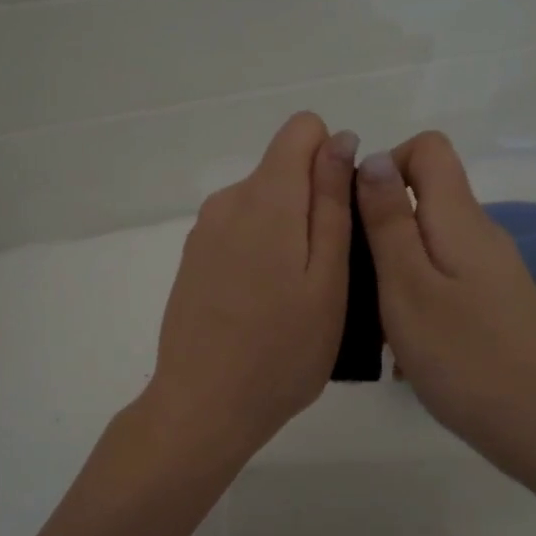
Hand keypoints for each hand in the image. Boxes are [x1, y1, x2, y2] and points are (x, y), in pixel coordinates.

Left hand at [142, 113, 357, 471]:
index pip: (302, 129)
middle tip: (328, 274)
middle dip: (314, 202)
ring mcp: (205, 230)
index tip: (341, 215)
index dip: (332, 160)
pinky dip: (262, 252)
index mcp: (267, 197)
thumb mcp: (328, 278)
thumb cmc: (283, 351)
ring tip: (298, 297)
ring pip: (263, 203)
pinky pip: (240, 231)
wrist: (204, 406)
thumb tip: (340, 140)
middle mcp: (229, 200)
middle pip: (283, 169)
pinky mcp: (194, 258)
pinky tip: (264, 305)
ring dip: (289, 232)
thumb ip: (333, 202)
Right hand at [356, 132, 535, 484]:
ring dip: (395, 269)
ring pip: (431, 244)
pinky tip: (406, 346)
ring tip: (375, 320)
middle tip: (356, 279)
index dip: (386, 165)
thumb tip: (373, 157)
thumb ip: (388, 220)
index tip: (358, 215)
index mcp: (460, 218)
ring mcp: (492, 272)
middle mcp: (481, 234)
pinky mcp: (495, 305)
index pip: (428, 148)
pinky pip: (445, 280)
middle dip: (381, 226)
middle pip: (427, 196)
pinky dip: (417, 298)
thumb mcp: (408, 285)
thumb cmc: (465, 356)